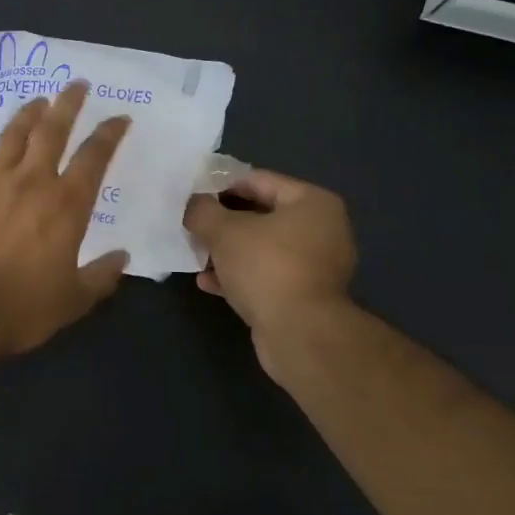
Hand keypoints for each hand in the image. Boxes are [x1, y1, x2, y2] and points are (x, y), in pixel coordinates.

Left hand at [0, 82, 131, 357]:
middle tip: (76, 84)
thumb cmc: (23, 308)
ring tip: (36, 103)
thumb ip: (101, 276)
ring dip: (27, 116)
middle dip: (68, 104)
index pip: (94, 157)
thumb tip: (122, 257)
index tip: (119, 117)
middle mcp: (30, 183)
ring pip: (12, 137)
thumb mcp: (74, 300)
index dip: (109, 134)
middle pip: (52, 130)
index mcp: (66, 205)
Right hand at [183, 171, 356, 375]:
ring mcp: (317, 265)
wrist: (300, 334)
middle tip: (193, 226)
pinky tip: (209, 283)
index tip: (192, 196)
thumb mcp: (223, 231)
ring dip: (228, 251)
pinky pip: (267, 275)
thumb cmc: (266, 267)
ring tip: (197, 256)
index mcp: (312, 203)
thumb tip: (193, 204)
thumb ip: (202, 210)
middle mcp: (322, 229)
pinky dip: (240, 275)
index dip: (221, 185)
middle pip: (261, 215)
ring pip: (262, 247)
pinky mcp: (306, 295)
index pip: (258, 180)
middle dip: (223, 222)